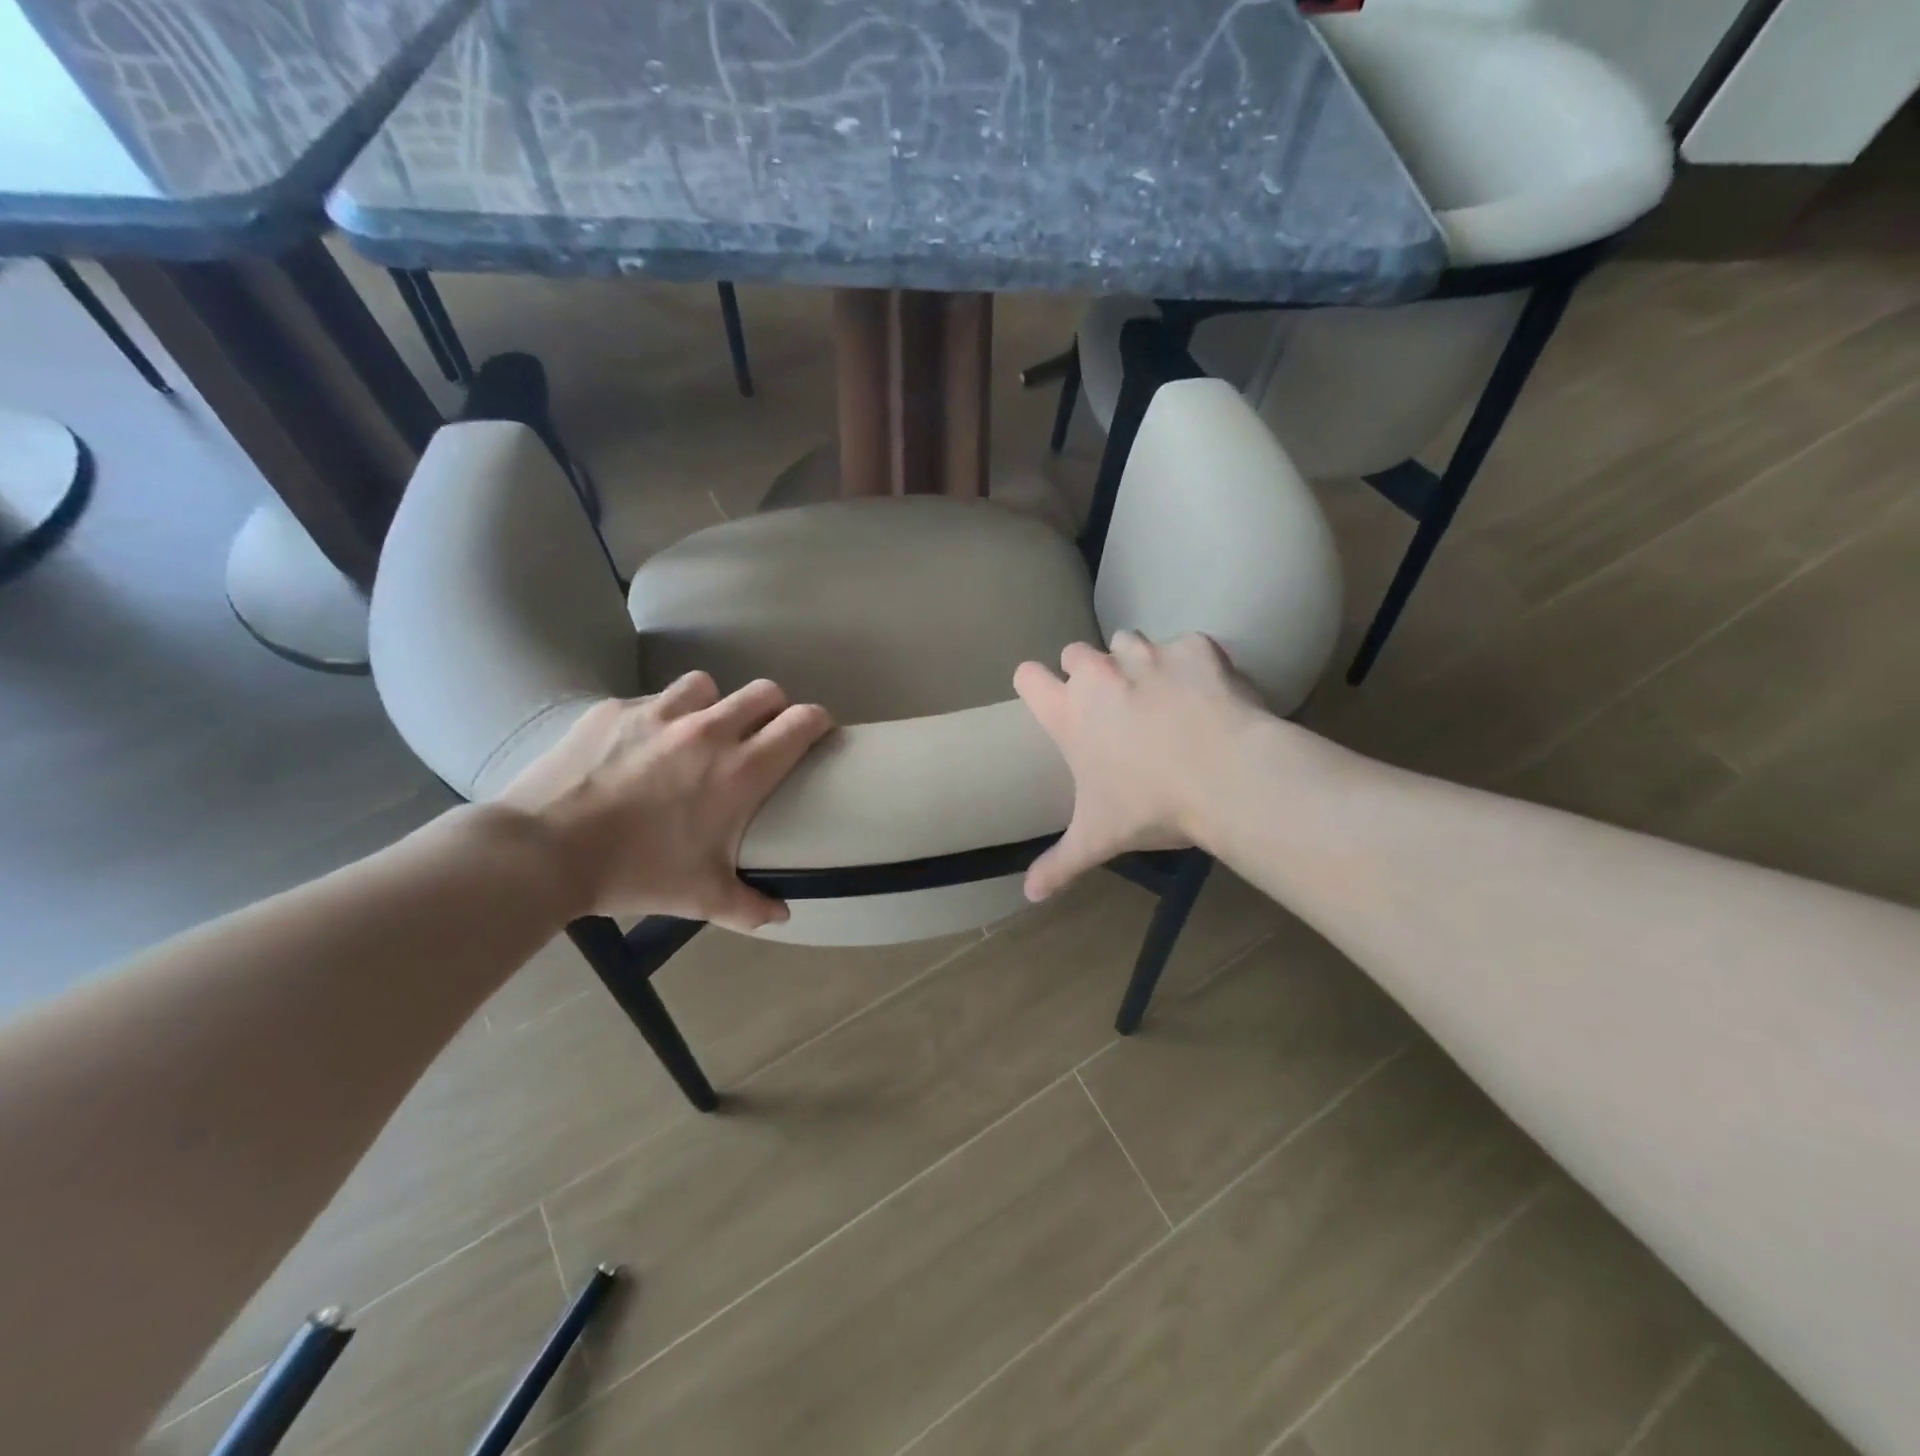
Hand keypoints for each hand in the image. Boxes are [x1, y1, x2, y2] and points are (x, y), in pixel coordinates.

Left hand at [499, 674, 832, 928]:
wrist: (544, 851)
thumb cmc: (636, 873)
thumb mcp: (700, 897)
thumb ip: (750, 906)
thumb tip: (781, 915)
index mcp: (741, 770)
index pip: (801, 723)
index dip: (816, 722)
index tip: (814, 734)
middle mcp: (709, 731)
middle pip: (764, 692)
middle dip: (772, 708)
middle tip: (759, 735)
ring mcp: (660, 713)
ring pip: (707, 686)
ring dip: (713, 704)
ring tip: (696, 732)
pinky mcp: (616, 710)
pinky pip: (653, 699)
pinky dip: (659, 716)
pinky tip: (639, 745)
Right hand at [1014, 631, 1266, 900]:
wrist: (1229, 777)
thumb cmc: (1152, 807)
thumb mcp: (1099, 838)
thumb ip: (1060, 864)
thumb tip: (1028, 896)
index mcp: (1070, 712)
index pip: (1027, 677)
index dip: (1036, 685)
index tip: (1051, 700)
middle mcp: (1101, 673)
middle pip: (1075, 653)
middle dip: (1089, 673)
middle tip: (1114, 708)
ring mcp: (1148, 655)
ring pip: (1128, 641)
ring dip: (1137, 663)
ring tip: (1162, 696)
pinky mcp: (1195, 647)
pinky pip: (1187, 646)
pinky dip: (1193, 664)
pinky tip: (1208, 694)